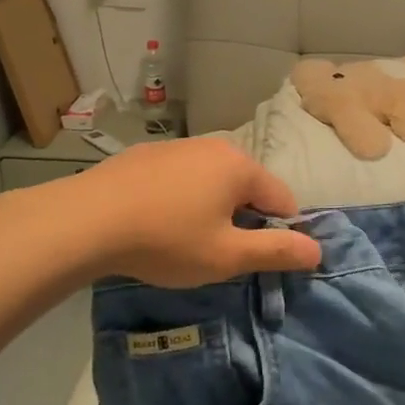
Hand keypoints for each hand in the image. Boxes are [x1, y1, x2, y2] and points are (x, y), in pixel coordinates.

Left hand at [63, 138, 321, 287]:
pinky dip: (180, 196)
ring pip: (212, 179)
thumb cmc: (166, 240)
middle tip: (216, 252)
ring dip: (211, 206)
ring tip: (182, 239)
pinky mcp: (147, 154)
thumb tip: (318, 251)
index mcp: (241, 167)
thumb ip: (275, 252)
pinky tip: (154, 220)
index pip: (282, 200)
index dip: (278, 232)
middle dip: (242, 217)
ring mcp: (179, 146)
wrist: (86, 220)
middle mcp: (216, 147)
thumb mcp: (226, 256)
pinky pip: (180, 176)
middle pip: (247, 186)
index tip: (254, 258)